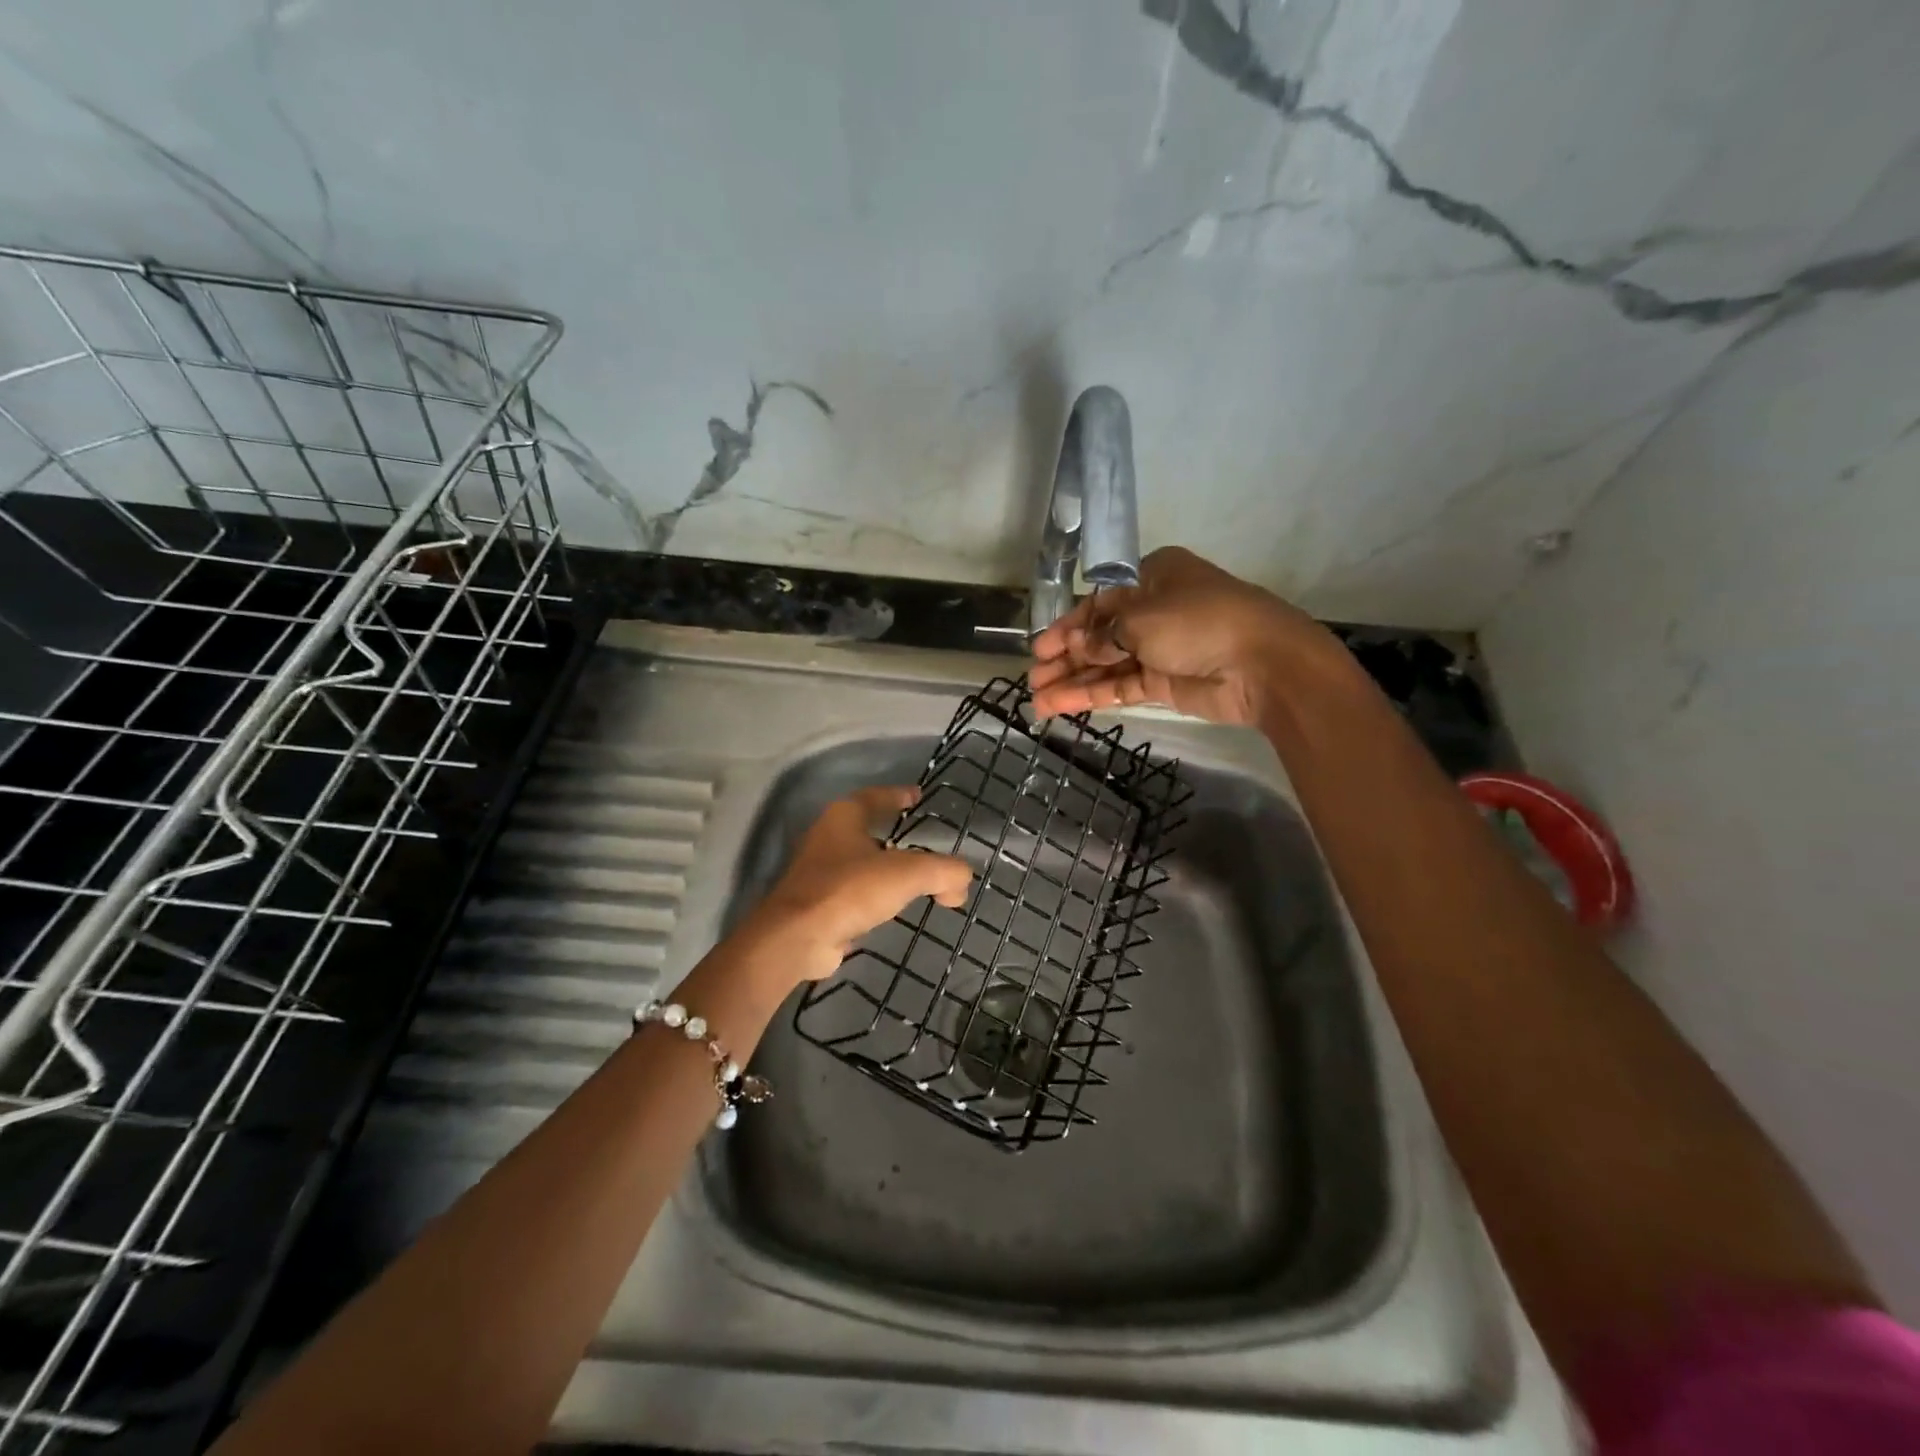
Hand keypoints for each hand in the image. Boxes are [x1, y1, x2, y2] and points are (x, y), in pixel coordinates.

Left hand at [745, 787, 971, 981]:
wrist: (798, 938)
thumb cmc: (850, 890)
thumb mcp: (908, 874)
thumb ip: (943, 872)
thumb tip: (962, 881)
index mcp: (844, 817)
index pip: (876, 796)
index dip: (898, 795)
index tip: (918, 796)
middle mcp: (827, 837)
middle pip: (867, 828)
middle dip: (894, 833)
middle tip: (922, 841)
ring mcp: (818, 871)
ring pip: (860, 861)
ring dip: (884, 867)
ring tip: (913, 878)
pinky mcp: (816, 903)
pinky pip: (853, 891)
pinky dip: (874, 895)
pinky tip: (891, 907)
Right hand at [1028, 546, 1342, 724]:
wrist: (1264, 664)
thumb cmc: (1201, 622)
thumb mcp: (1143, 619)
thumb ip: (1102, 635)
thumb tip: (1074, 645)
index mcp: (1152, 579)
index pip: (1099, 603)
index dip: (1067, 626)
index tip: (1040, 648)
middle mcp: (1153, 611)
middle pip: (1099, 636)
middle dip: (1065, 657)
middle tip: (1033, 677)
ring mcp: (1159, 650)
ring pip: (1106, 665)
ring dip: (1072, 681)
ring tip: (1036, 699)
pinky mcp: (1164, 684)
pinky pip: (1120, 687)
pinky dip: (1091, 695)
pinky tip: (1060, 705)